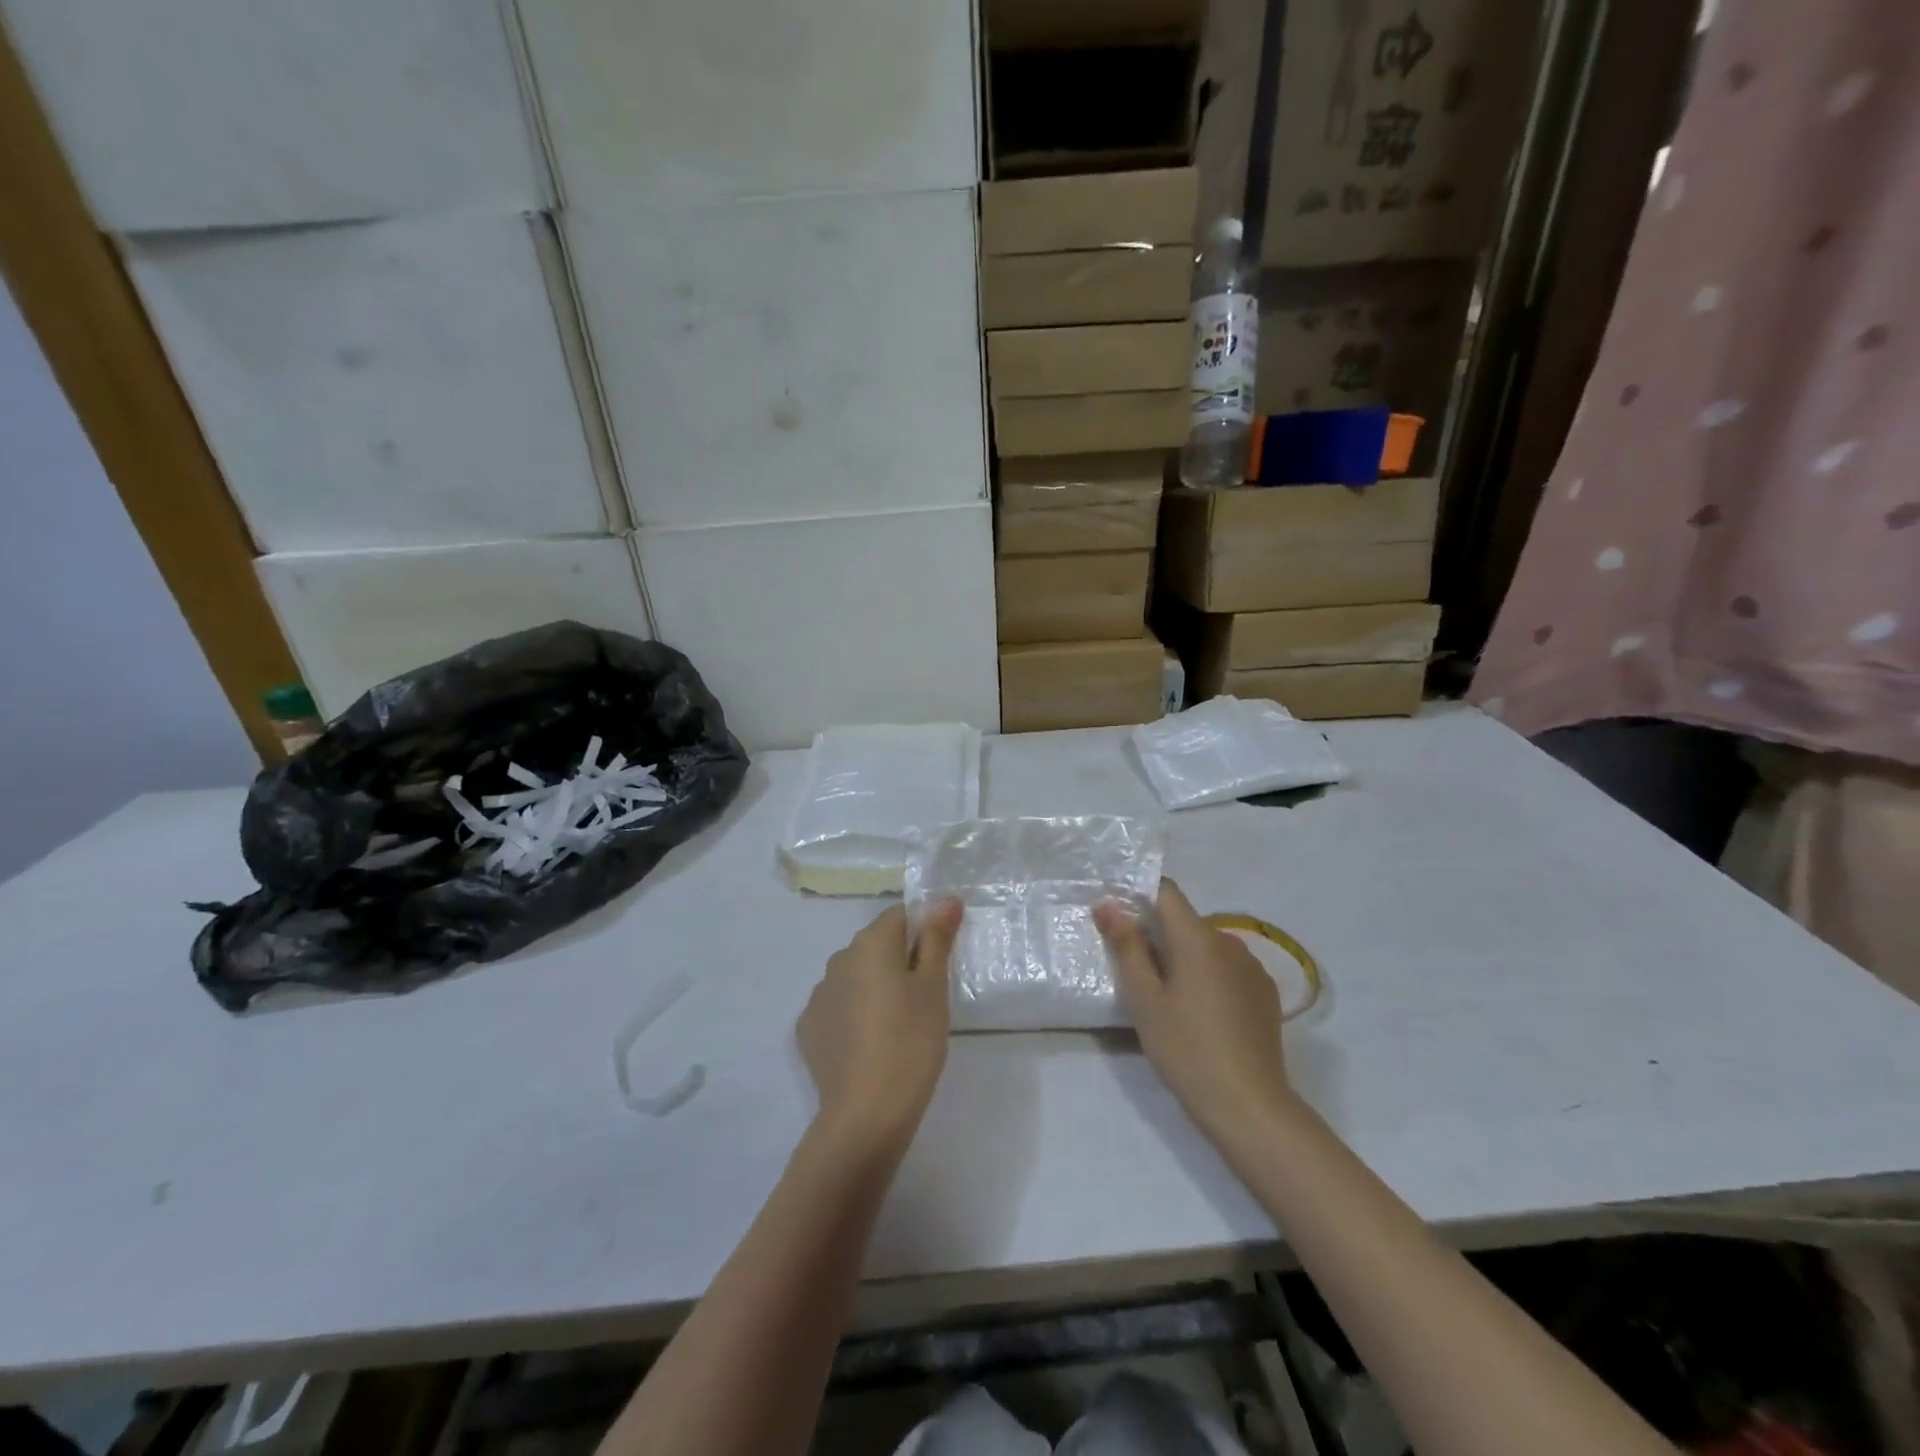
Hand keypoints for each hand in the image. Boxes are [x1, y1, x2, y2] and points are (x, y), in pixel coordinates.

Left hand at [797, 901, 962, 1151]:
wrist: (865, 1113)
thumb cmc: (911, 1042)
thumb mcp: (934, 988)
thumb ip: (938, 938)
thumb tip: (945, 898)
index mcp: (871, 943)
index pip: (901, 916)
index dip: (923, 933)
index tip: (938, 966)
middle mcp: (839, 958)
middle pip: (876, 945)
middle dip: (899, 961)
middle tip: (923, 1000)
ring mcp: (818, 993)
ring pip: (856, 976)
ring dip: (874, 988)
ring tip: (896, 1027)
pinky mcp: (807, 1027)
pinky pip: (838, 1006)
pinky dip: (853, 1015)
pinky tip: (868, 1046)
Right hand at [1095, 881, 1294, 1141]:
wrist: (1250, 1106)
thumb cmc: (1186, 1049)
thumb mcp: (1144, 999)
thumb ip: (1127, 946)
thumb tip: (1108, 904)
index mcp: (1199, 938)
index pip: (1167, 892)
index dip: (1139, 894)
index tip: (1116, 917)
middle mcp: (1230, 942)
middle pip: (1185, 922)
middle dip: (1157, 934)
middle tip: (1134, 972)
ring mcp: (1252, 968)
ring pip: (1206, 947)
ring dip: (1184, 958)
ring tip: (1167, 998)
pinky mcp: (1265, 994)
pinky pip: (1227, 968)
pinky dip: (1208, 977)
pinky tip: (1200, 1013)